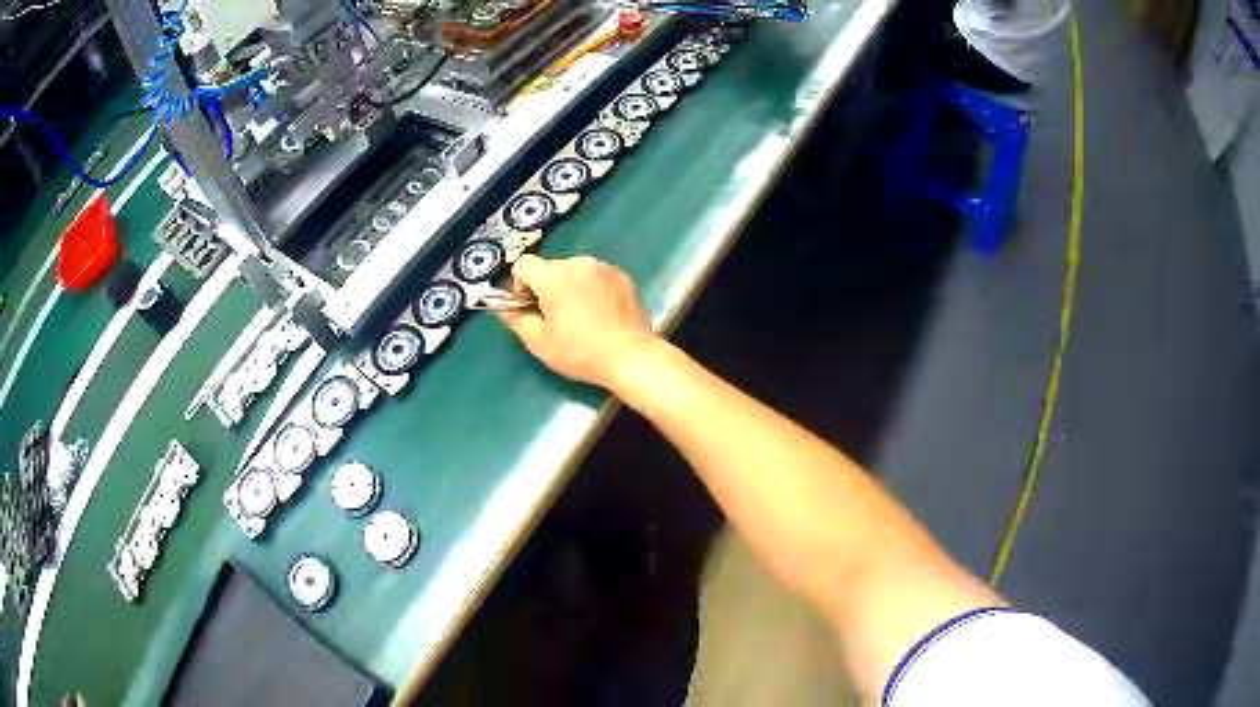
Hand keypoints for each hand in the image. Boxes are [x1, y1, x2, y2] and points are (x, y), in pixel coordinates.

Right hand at [497, 254, 658, 388]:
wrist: (631, 356)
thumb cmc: (580, 352)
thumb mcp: (539, 342)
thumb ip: (516, 319)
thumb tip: (503, 306)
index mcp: (554, 276)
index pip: (523, 265)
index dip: (520, 285)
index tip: (530, 307)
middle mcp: (578, 263)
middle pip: (550, 268)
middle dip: (547, 288)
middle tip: (556, 318)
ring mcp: (603, 267)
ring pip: (574, 272)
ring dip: (570, 288)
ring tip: (581, 317)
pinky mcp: (622, 276)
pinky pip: (596, 277)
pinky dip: (592, 289)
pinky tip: (600, 314)